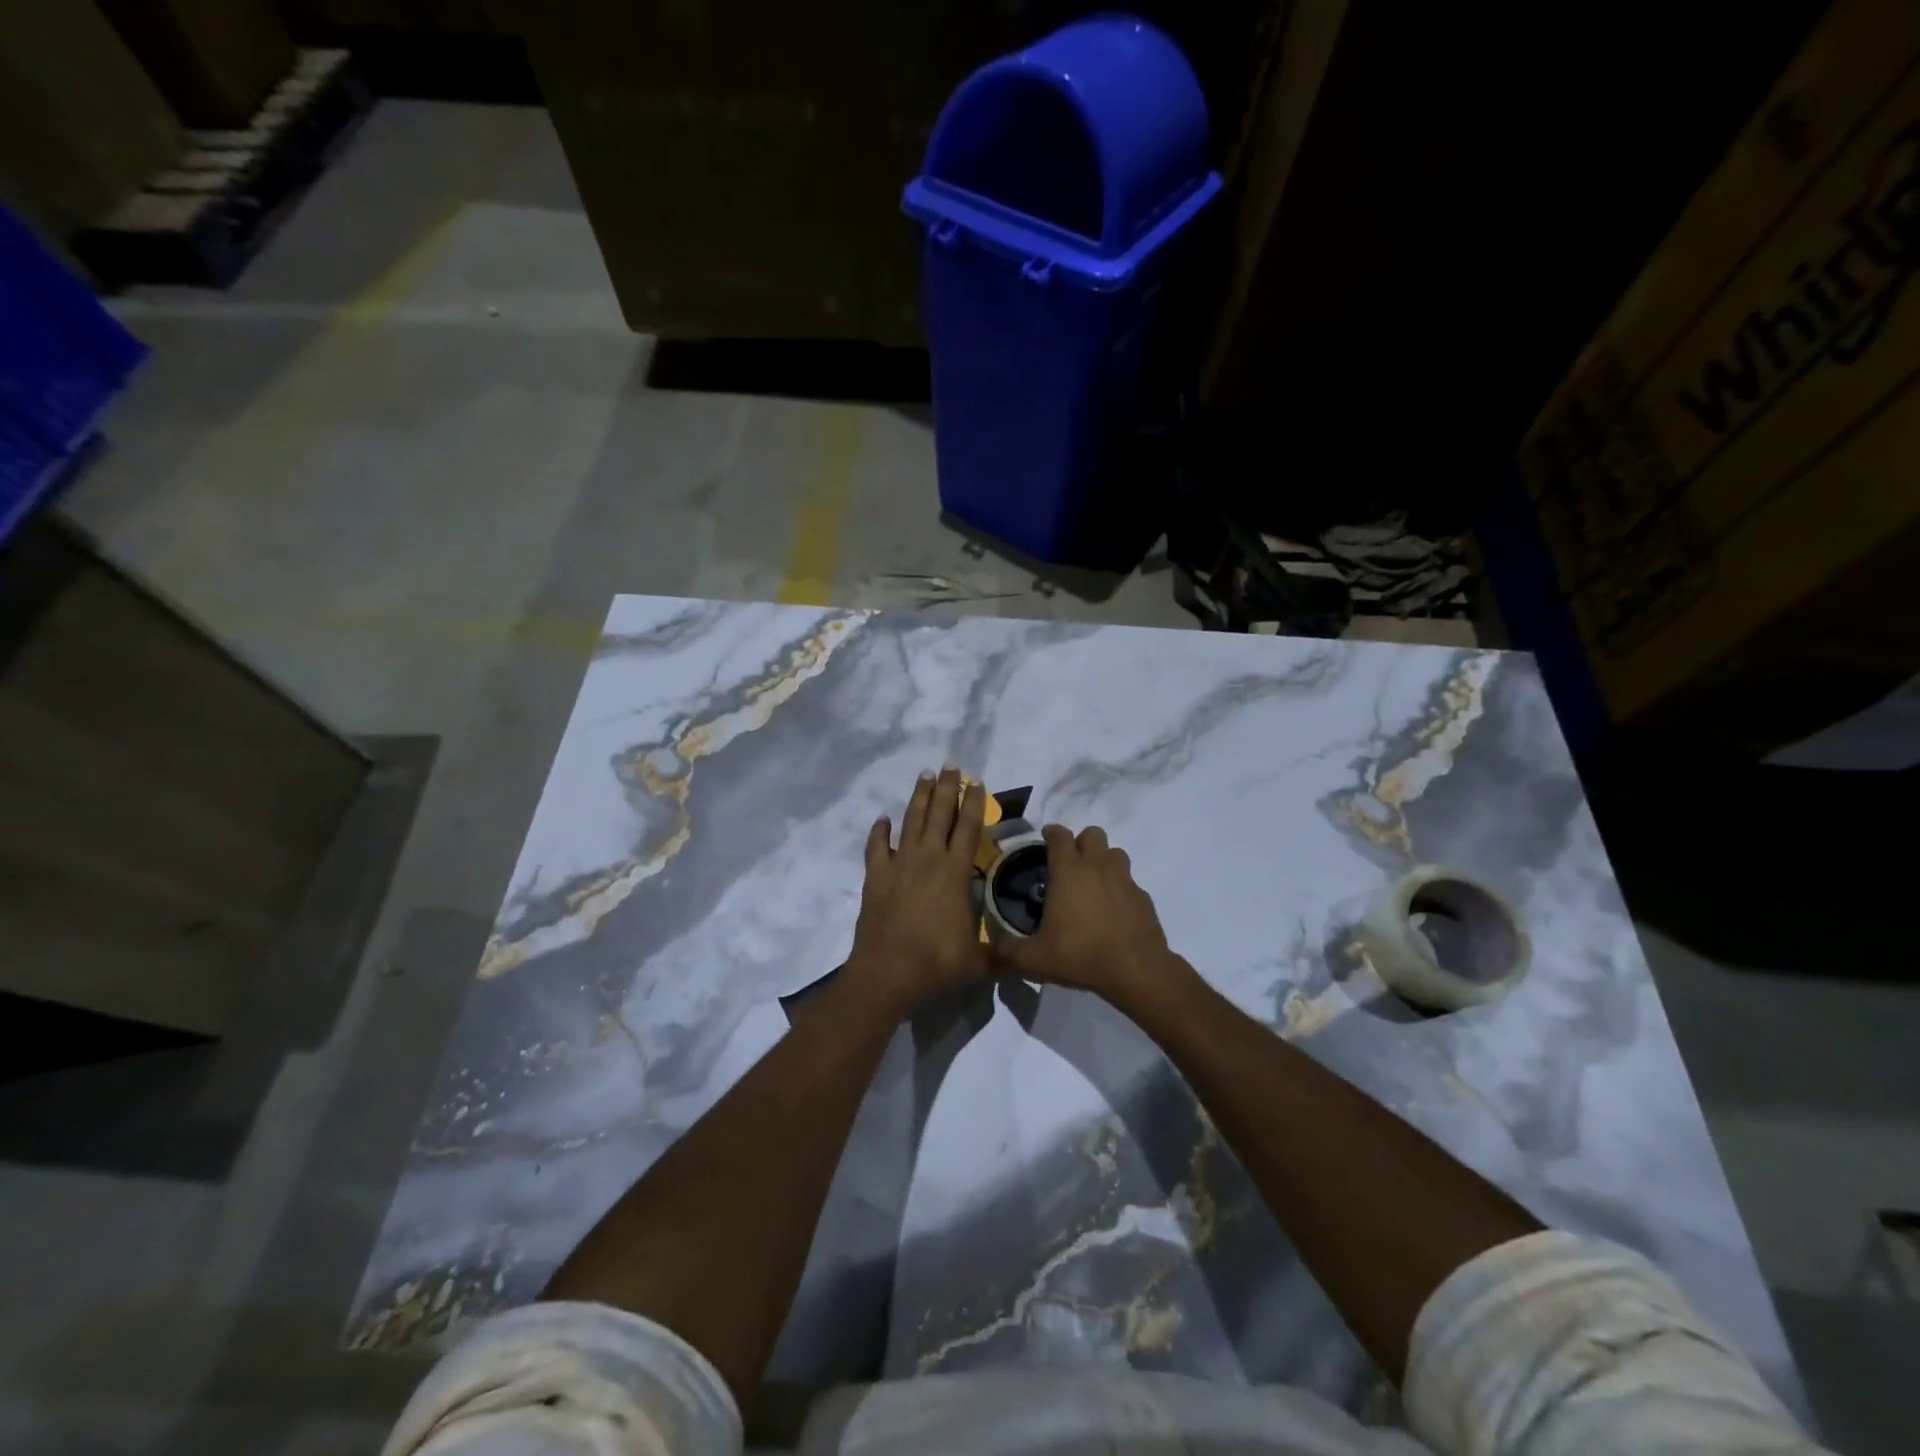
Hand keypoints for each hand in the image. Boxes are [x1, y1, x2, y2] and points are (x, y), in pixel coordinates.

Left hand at [845, 766, 988, 1015]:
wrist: (888, 974)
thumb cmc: (937, 964)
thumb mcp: (979, 961)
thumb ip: (1000, 953)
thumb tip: (1022, 955)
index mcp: (955, 873)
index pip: (969, 828)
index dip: (974, 804)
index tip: (977, 782)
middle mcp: (928, 860)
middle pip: (939, 815)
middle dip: (946, 788)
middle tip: (949, 765)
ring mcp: (899, 866)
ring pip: (910, 822)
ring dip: (918, 798)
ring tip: (924, 775)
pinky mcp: (875, 878)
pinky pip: (876, 848)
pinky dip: (879, 832)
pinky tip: (883, 820)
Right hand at [997, 825, 1178, 1001]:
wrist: (1136, 970)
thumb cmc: (1080, 955)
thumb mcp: (1033, 959)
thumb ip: (1007, 951)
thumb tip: (990, 948)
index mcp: (1069, 870)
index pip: (1059, 835)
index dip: (1051, 833)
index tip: (1044, 840)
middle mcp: (1098, 866)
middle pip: (1092, 834)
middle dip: (1080, 843)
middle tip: (1069, 866)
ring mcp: (1125, 879)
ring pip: (1115, 853)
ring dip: (1103, 861)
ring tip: (1092, 883)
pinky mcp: (1144, 897)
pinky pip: (1130, 882)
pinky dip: (1120, 888)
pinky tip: (1112, 911)